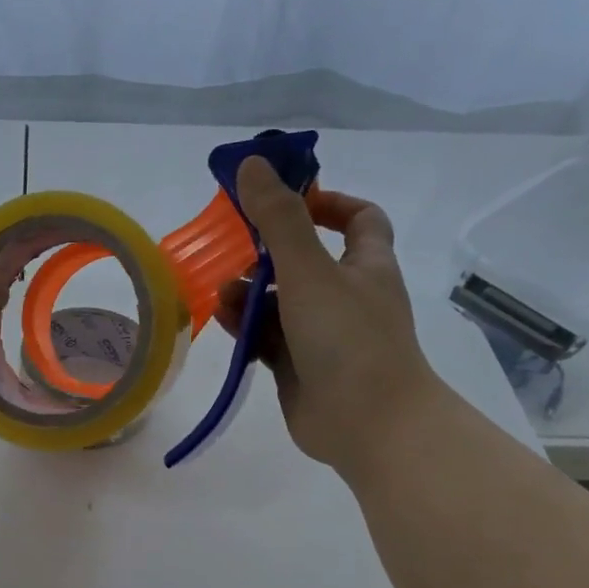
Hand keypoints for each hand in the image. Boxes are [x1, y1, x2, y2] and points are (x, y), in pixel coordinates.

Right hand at [216, 157, 440, 466]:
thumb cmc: (348, 338)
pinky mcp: (298, 367)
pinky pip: (267, 338)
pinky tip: (222, 321)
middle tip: (234, 250)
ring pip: (280, 302)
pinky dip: (246, 327)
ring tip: (222, 295)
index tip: (287, 200)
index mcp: (365, 266)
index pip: (358, 219)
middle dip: (268, 254)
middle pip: (305, 260)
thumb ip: (279, 219)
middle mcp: (346, 296)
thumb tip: (252, 164)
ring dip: (250, 293)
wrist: (367, 423)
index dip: (326, 203)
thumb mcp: (310, 270)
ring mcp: (322, 335)